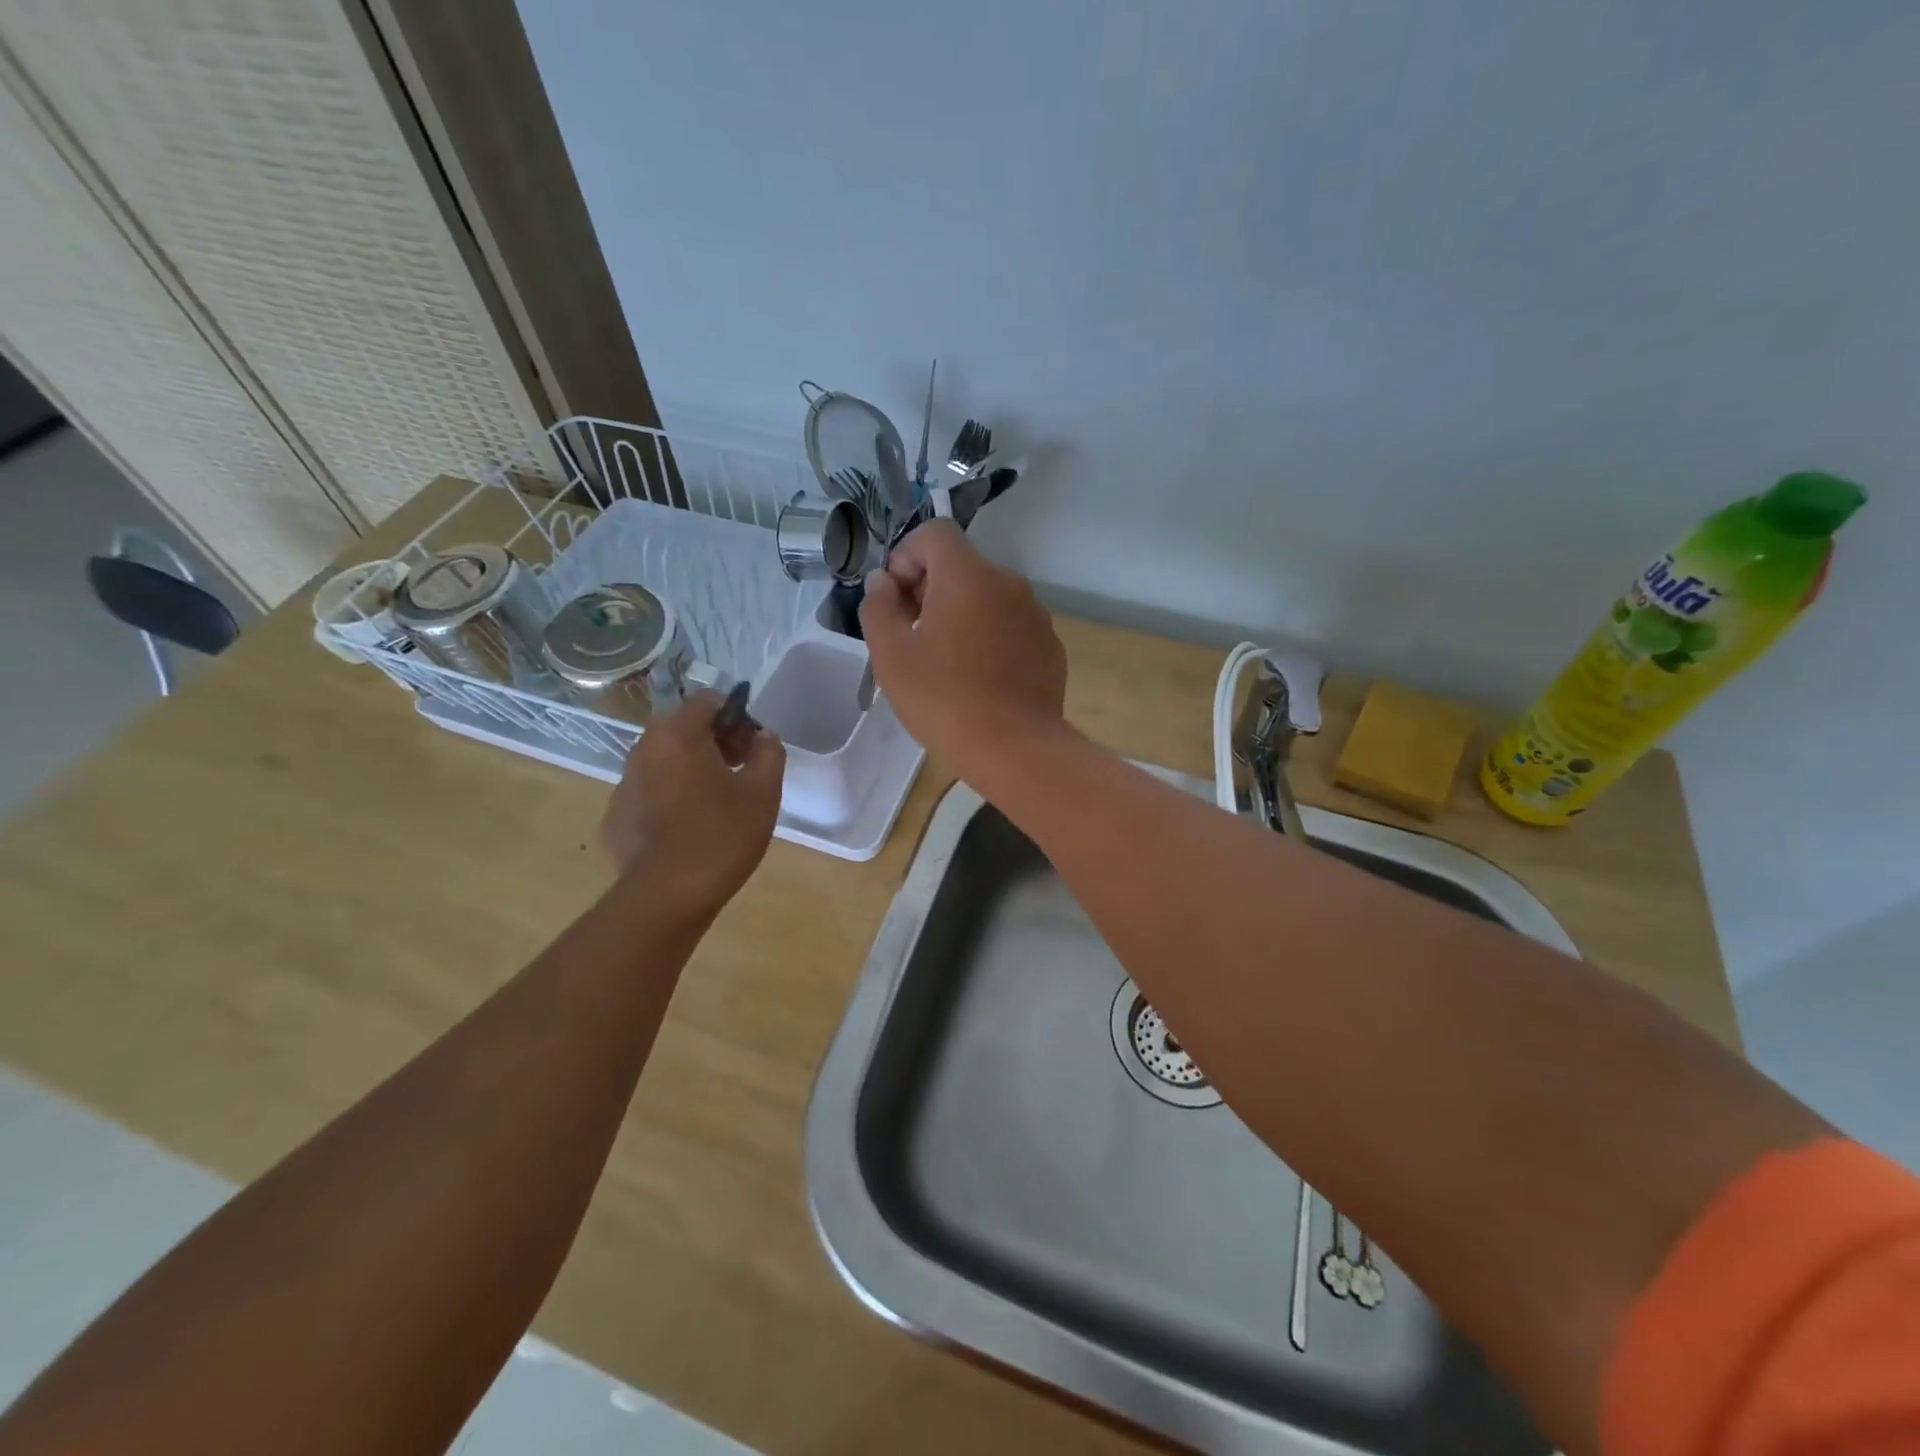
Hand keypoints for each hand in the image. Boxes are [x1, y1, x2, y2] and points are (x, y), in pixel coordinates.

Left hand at [599, 691, 784, 914]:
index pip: (707, 701)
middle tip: (740, 771)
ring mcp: (623, 785)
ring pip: (663, 760)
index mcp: (677, 735)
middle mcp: (642, 750)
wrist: (668, 897)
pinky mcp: (616, 817)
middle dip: (714, 741)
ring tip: (716, 802)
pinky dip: (669, 798)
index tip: (752, 746)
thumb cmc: (722, 835)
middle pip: (682, 728)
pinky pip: (649, 793)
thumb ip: (768, 752)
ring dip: (690, 768)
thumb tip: (763, 736)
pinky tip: (688, 829)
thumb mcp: (763, 791)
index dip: (736, 716)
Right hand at [859, 520, 1067, 781]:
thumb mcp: (891, 656)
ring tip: (947, 663)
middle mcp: (1008, 583)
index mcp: (968, 575)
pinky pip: (1012, 627)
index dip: (906, 556)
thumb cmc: (944, 700)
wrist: (1016, 750)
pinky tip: (981, 680)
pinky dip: (991, 638)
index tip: (895, 600)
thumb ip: (878, 607)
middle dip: (930, 589)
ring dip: (962, 615)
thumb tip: (883, 582)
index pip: (935, 533)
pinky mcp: (1050, 646)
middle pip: (962, 566)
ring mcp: (1036, 615)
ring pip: (988, 598)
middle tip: (912, 636)